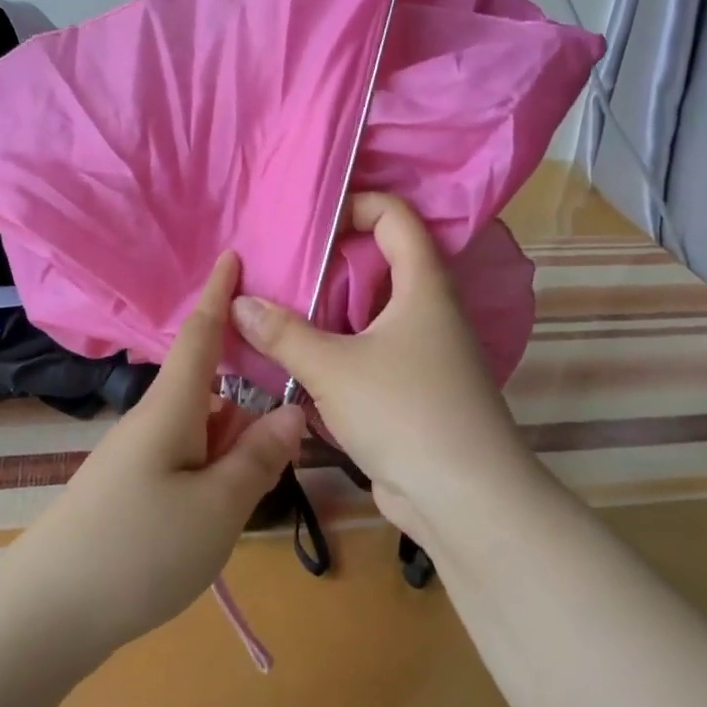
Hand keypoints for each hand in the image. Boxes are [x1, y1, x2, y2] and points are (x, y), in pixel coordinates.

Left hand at [0, 252, 306, 660]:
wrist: (46, 614)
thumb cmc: (139, 549)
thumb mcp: (218, 506)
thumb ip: (259, 458)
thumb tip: (292, 410)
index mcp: (173, 406)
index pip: (200, 334)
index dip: (218, 293)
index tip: (232, 255)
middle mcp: (154, 420)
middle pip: (213, 390)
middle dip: (251, 394)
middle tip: (298, 411)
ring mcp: (139, 457)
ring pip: (203, 431)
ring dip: (237, 441)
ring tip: (273, 473)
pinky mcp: (132, 490)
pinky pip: (187, 460)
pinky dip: (217, 469)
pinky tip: (231, 506)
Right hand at [228, 194, 532, 540]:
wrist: (466, 501)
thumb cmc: (406, 412)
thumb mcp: (334, 368)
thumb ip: (283, 334)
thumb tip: (239, 303)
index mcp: (423, 285)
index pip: (396, 216)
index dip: (356, 205)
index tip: (310, 222)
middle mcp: (428, 310)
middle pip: (379, 264)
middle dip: (329, 262)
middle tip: (279, 265)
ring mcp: (424, 353)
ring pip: (370, 314)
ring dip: (328, 311)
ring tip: (276, 309)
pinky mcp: (413, 391)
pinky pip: (369, 353)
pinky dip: (337, 350)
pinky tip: (297, 361)